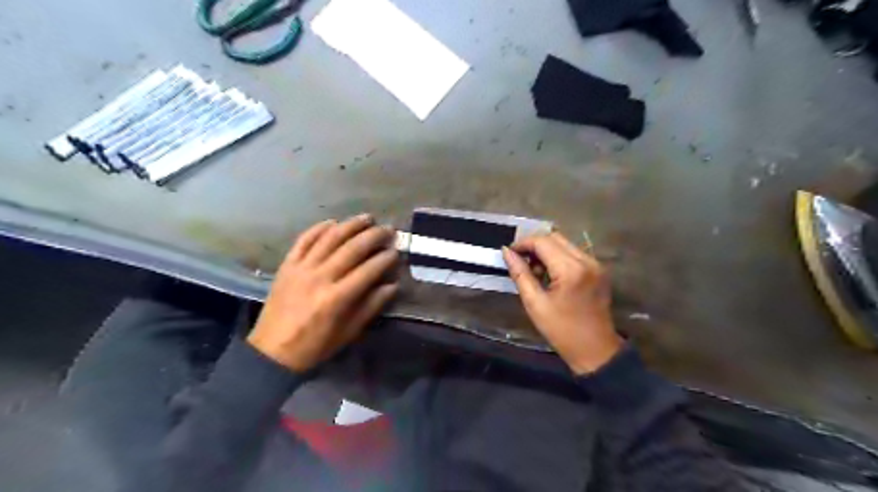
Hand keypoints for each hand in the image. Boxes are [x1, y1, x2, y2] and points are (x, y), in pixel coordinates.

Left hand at [247, 215, 397, 372]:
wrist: (272, 352)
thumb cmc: (315, 346)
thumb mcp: (348, 333)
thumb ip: (371, 306)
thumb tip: (392, 285)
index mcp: (337, 298)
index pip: (368, 270)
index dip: (385, 259)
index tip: (396, 252)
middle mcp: (320, 277)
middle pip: (351, 248)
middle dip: (373, 236)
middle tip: (388, 229)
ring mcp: (301, 268)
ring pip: (329, 238)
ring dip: (350, 225)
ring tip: (366, 218)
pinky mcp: (287, 265)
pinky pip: (303, 240)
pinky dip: (318, 228)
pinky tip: (333, 222)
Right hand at [501, 233, 622, 374]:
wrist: (595, 350)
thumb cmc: (561, 330)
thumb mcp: (535, 303)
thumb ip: (520, 273)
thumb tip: (507, 252)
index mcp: (571, 270)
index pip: (543, 242)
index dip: (523, 244)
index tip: (509, 254)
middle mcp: (587, 260)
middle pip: (555, 237)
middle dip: (535, 245)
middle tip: (521, 262)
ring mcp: (596, 264)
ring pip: (565, 243)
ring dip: (547, 251)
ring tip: (535, 271)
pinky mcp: (599, 270)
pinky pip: (574, 253)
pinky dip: (559, 257)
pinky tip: (551, 275)